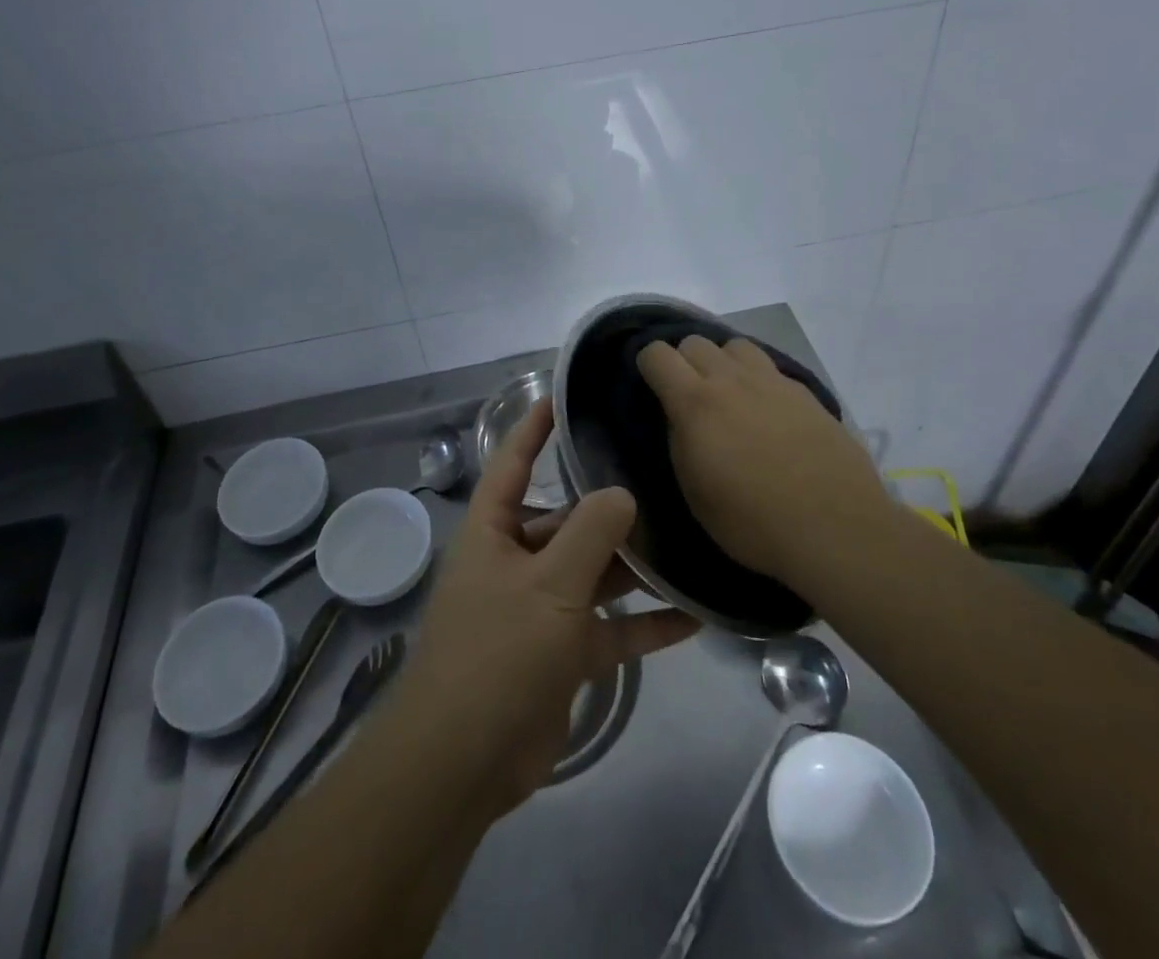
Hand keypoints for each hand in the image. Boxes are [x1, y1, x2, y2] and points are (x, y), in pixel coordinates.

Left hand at [392, 400, 697, 818]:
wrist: (464, 762)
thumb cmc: (497, 652)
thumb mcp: (548, 585)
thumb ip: (589, 534)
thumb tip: (622, 492)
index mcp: (494, 532)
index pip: (513, 463)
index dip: (533, 428)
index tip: (563, 396)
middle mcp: (516, 561)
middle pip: (566, 521)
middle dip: (608, 507)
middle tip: (661, 479)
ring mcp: (541, 610)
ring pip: (594, 575)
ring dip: (634, 567)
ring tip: (688, 541)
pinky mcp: (563, 654)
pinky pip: (610, 629)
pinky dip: (645, 624)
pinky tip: (694, 616)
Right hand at [635, 335, 890, 581]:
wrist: (836, 528)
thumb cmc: (753, 522)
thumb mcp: (695, 492)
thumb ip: (680, 442)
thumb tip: (679, 418)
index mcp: (695, 403)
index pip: (657, 354)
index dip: (647, 365)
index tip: (650, 387)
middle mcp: (731, 380)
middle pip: (695, 341)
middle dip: (684, 361)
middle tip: (688, 396)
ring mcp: (772, 381)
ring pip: (735, 345)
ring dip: (723, 362)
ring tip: (728, 394)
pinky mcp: (805, 392)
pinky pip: (769, 368)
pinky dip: (757, 380)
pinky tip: (767, 412)